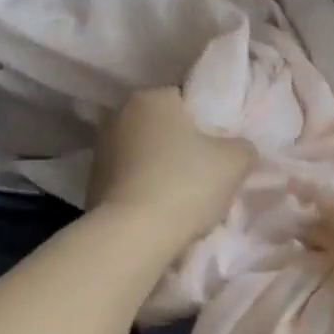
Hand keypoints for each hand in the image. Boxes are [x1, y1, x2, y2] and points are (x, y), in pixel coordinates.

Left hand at [88, 88, 254, 249]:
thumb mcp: (235, 161)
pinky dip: (144, 188)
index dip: (207, 122)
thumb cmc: (186, 184)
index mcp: (152, 97)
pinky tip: (161, 210)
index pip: (186, 100)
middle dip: (182, 145)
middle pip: (163, 127)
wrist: (133, 235)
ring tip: (184, 196)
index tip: (220, 147)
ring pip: (144, 153)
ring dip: (161, 167)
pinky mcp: (91, 182)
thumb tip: (240, 149)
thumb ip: (243, 147)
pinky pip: (129, 179)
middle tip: (206, 172)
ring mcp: (100, 149)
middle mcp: (120, 115)